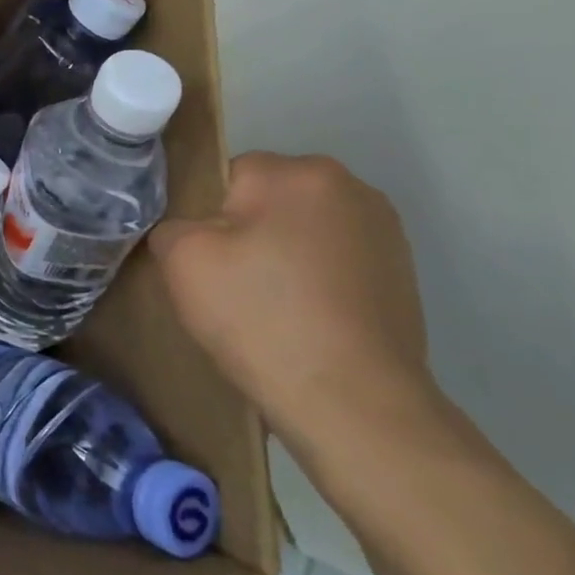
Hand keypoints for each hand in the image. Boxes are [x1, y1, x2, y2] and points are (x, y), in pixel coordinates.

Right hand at [148, 152, 436, 450]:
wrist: (352, 402)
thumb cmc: (260, 317)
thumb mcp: (183, 260)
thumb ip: (172, 224)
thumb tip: (188, 230)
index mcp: (297, 172)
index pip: (227, 175)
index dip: (207, 218)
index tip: (208, 262)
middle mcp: (350, 186)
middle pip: (268, 200)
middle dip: (248, 233)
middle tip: (234, 286)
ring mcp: (384, 230)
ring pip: (302, 231)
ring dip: (284, 256)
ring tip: (273, 309)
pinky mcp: (402, 272)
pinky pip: (334, 261)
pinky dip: (316, 281)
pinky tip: (307, 321)